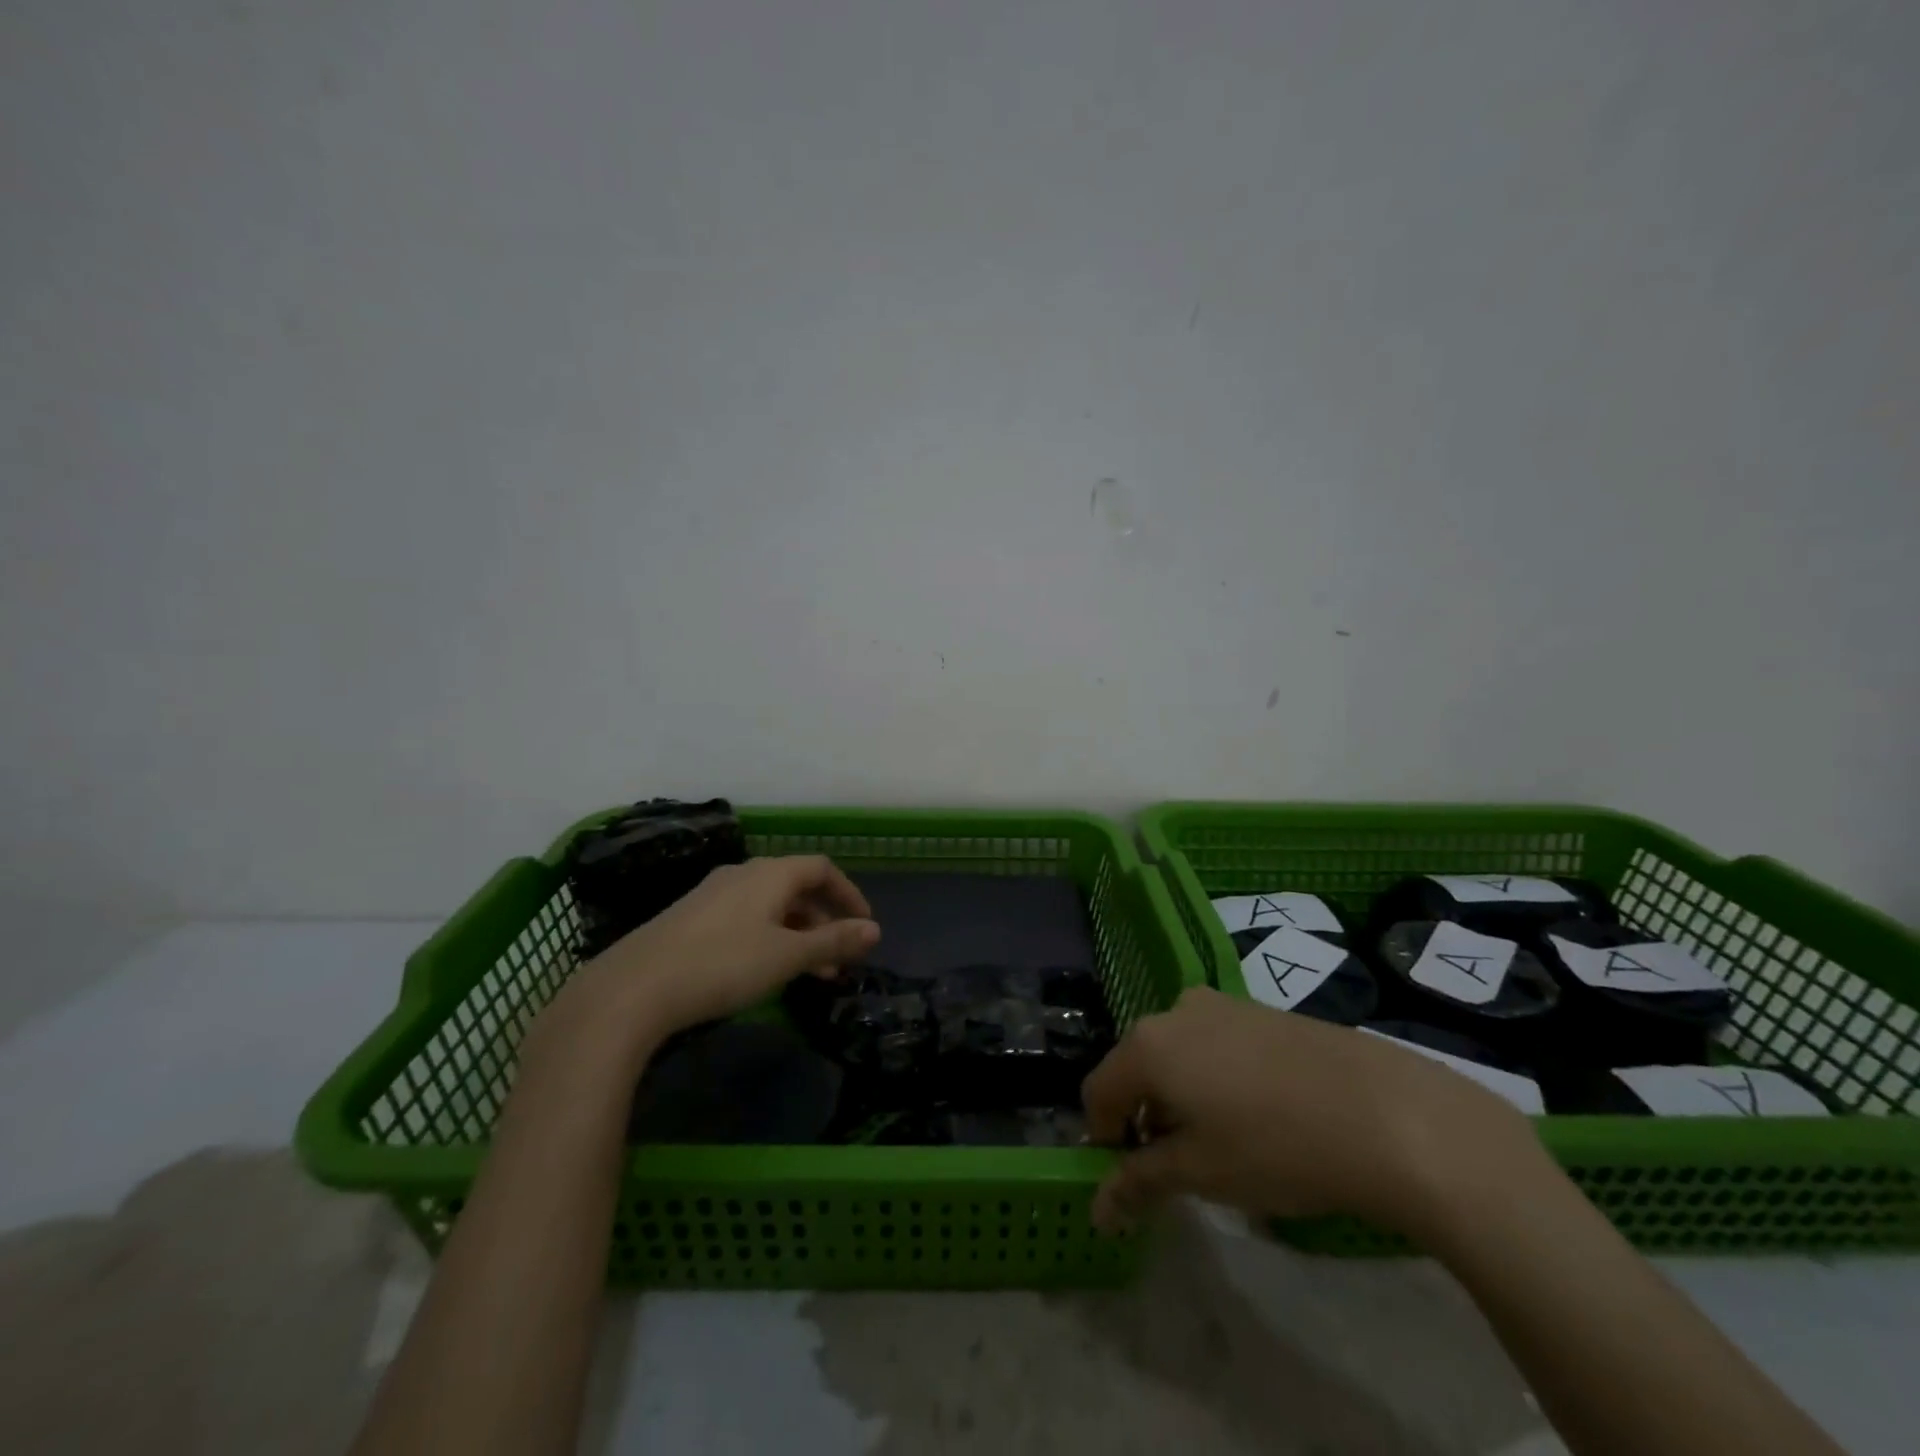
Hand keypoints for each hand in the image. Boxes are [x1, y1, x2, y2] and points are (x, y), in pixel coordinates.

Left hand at [527, 856, 879, 1076]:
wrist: (633, 989)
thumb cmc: (723, 964)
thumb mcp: (787, 956)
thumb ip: (833, 941)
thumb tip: (874, 930)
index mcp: (770, 874)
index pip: (822, 869)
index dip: (849, 894)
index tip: (864, 927)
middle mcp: (742, 874)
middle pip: (796, 887)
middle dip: (824, 921)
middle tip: (840, 960)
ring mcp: (712, 895)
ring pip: (770, 906)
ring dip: (797, 934)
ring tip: (809, 974)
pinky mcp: (690, 918)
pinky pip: (745, 919)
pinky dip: (769, 938)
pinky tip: (764, 970)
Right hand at [1081, 988, 1550, 1237]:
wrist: (1385, 1111)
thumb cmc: (1276, 1147)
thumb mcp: (1201, 1173)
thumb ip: (1139, 1183)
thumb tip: (1098, 1208)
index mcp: (1147, 1045)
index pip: (1098, 1092)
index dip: (1106, 1139)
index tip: (1134, 1179)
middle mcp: (1174, 1012)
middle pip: (1137, 1068)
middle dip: (1147, 1118)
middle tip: (1181, 1166)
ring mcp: (1220, 1004)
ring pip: (1177, 1054)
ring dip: (1182, 1097)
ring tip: (1225, 1142)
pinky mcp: (1259, 1009)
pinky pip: (1214, 1044)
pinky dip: (1215, 1078)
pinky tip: (1261, 1115)